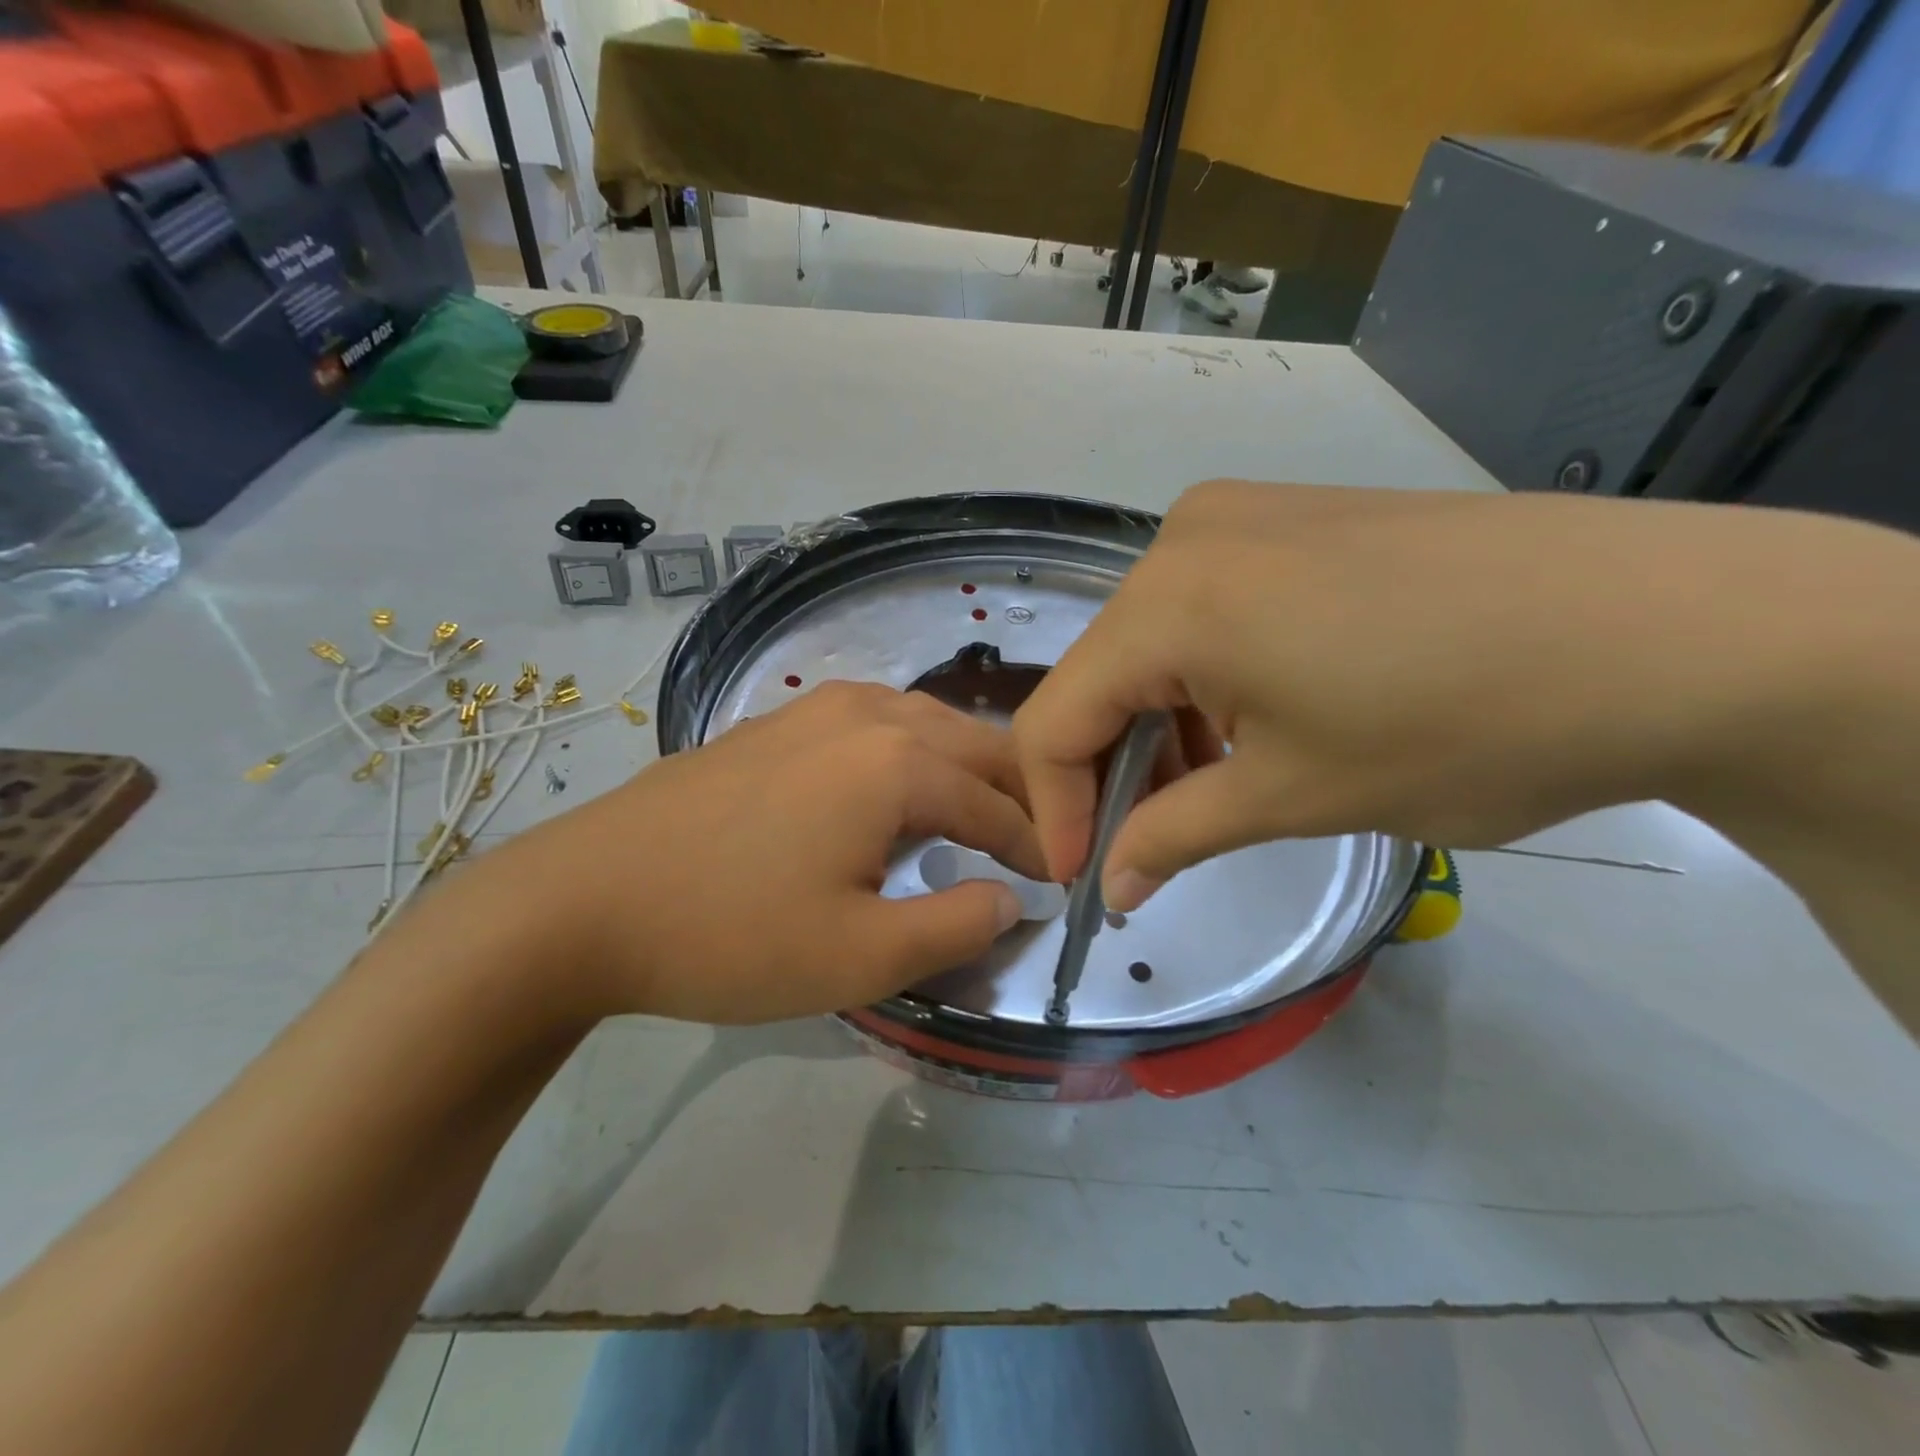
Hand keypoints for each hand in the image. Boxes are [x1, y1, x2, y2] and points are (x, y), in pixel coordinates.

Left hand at [487, 682, 1042, 1023]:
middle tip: (1036, 839)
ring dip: (963, 764)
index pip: (995, 803)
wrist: (583, 901)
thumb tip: (1010, 898)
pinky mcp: (773, 722)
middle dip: (1013, 791)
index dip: (1034, 844)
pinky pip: (872, 722)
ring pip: (922, 721)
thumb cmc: (730, 934)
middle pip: (970, 744)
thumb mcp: (861, 956)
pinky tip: (897, 783)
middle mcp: (866, 714)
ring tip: (978, 810)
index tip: (1060, 879)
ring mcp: (812, 709)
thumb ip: (957, 925)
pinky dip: (911, 750)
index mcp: (897, 762)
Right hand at [1013, 479, 1862, 909]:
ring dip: (1158, 725)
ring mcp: (1239, 517)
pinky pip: (1204, 608)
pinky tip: (1251, 721)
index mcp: (1168, 603)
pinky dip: (1203, 677)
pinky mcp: (1292, 516)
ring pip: (1150, 642)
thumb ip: (1174, 838)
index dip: (1057, 808)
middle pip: (1100, 675)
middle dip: (1109, 769)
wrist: (1677, 625)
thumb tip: (1113, 886)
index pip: (1056, 720)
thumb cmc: (1464, 725)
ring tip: (1206, 791)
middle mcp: (1182, 540)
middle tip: (1142, 844)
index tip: (1086, 877)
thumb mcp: (1296, 797)